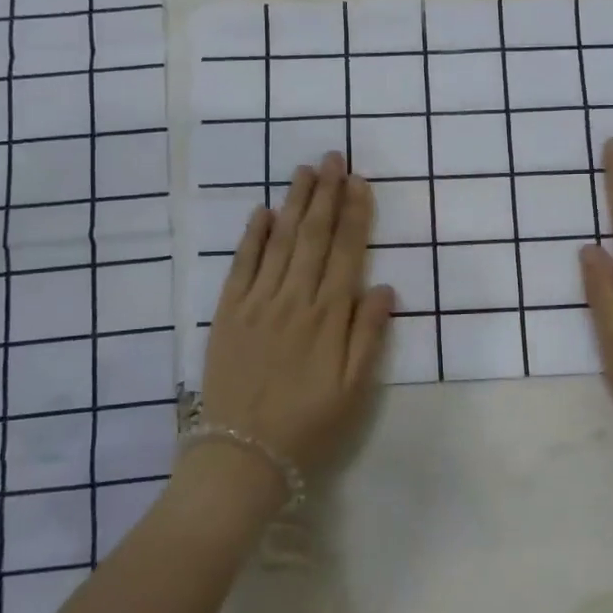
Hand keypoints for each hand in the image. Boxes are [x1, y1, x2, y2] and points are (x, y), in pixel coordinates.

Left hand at [197, 152, 395, 478]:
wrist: (243, 455)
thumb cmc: (308, 425)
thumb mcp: (354, 390)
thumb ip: (369, 335)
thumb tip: (384, 287)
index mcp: (329, 317)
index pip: (347, 252)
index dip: (355, 215)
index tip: (359, 182)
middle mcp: (295, 299)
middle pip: (314, 236)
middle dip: (326, 194)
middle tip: (333, 157)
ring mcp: (258, 302)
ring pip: (281, 241)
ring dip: (294, 203)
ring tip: (305, 170)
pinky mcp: (229, 313)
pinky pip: (242, 265)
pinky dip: (253, 236)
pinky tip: (262, 212)